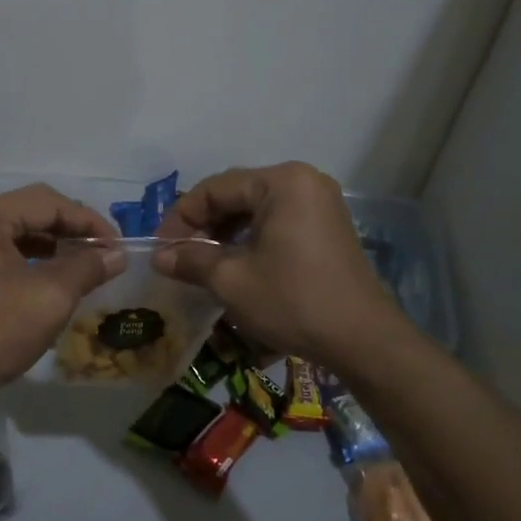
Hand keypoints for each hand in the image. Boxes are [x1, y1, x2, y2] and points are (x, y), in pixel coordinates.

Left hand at [0, 185, 122, 399]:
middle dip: (73, 230)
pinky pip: (9, 249)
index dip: (88, 221)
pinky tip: (61, 274)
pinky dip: (38, 257)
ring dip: (58, 243)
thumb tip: (118, 256)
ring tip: (90, 263)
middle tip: (107, 252)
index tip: (118, 245)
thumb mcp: (51, 297)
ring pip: (22, 230)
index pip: (47, 202)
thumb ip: (87, 267)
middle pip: (33, 210)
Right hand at [154, 162, 397, 365]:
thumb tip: (158, 258)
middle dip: (202, 225)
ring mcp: (319, 203)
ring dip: (224, 233)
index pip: (215, 188)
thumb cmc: (292, 301)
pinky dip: (250, 238)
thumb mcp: (232, 280)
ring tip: (200, 263)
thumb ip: (191, 261)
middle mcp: (303, 181)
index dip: (182, 218)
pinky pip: (276, 221)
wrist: (362, 339)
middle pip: (236, 194)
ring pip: (255, 209)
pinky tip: (233, 263)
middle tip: (177, 256)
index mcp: (281, 182)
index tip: (161, 249)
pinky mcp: (326, 226)